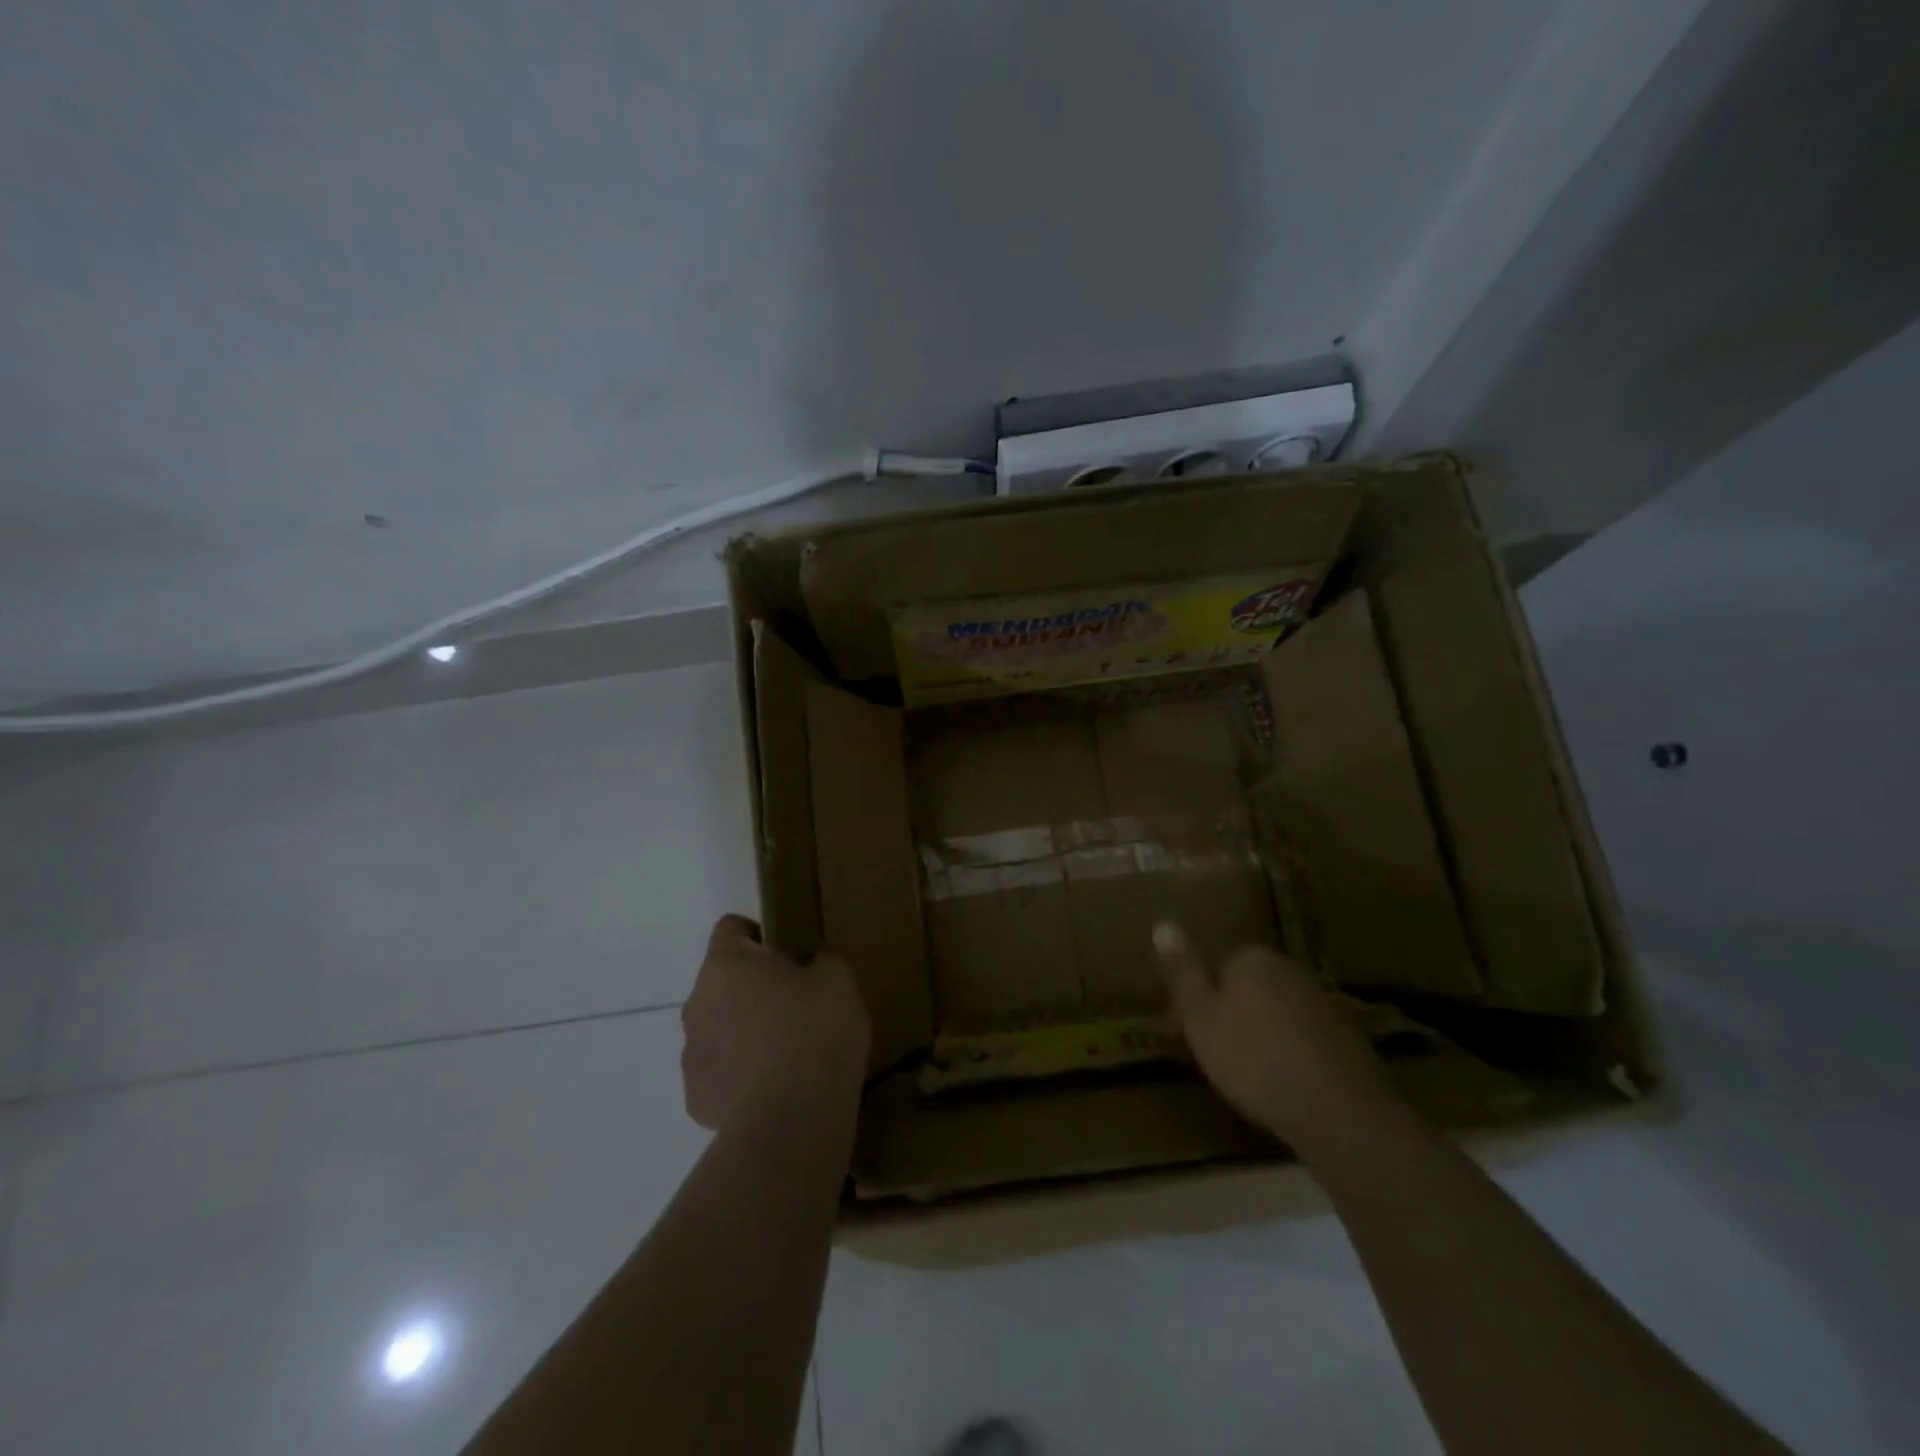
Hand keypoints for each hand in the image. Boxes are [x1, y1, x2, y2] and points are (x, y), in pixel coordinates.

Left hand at [681, 915, 870, 1131]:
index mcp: (726, 964)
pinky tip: (775, 1089)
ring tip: (787, 1054)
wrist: (793, 1117)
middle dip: (752, 988)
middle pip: (722, 982)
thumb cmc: (815, 1030)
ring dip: (743, 1032)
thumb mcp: (839, 979)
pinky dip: (741, 1076)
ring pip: (717, 1029)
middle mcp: (697, 1002)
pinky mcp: (696, 1099)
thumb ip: (823, 960)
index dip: (759, 934)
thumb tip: (814, 963)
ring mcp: (691, 1055)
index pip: (730, 927)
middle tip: (795, 1005)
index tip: (789, 954)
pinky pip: (720, 1074)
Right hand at [1155, 922, 1396, 1147]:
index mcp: (1251, 958)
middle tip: (1216, 1055)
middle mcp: (1290, 968)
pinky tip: (1287, 1085)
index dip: (1200, 1001)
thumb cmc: (1255, 1061)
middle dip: (1232, 1013)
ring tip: (1250, 1076)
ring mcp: (1324, 1002)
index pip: (1216, 967)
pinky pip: (1305, 1037)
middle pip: (1248, 987)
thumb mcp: (1200, 1017)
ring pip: (1278, 1012)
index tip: (1189, 1033)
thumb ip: (1183, 971)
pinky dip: (1293, 1053)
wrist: (1340, 1112)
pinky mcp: (1349, 1037)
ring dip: (1263, 1034)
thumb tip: (1163, 923)